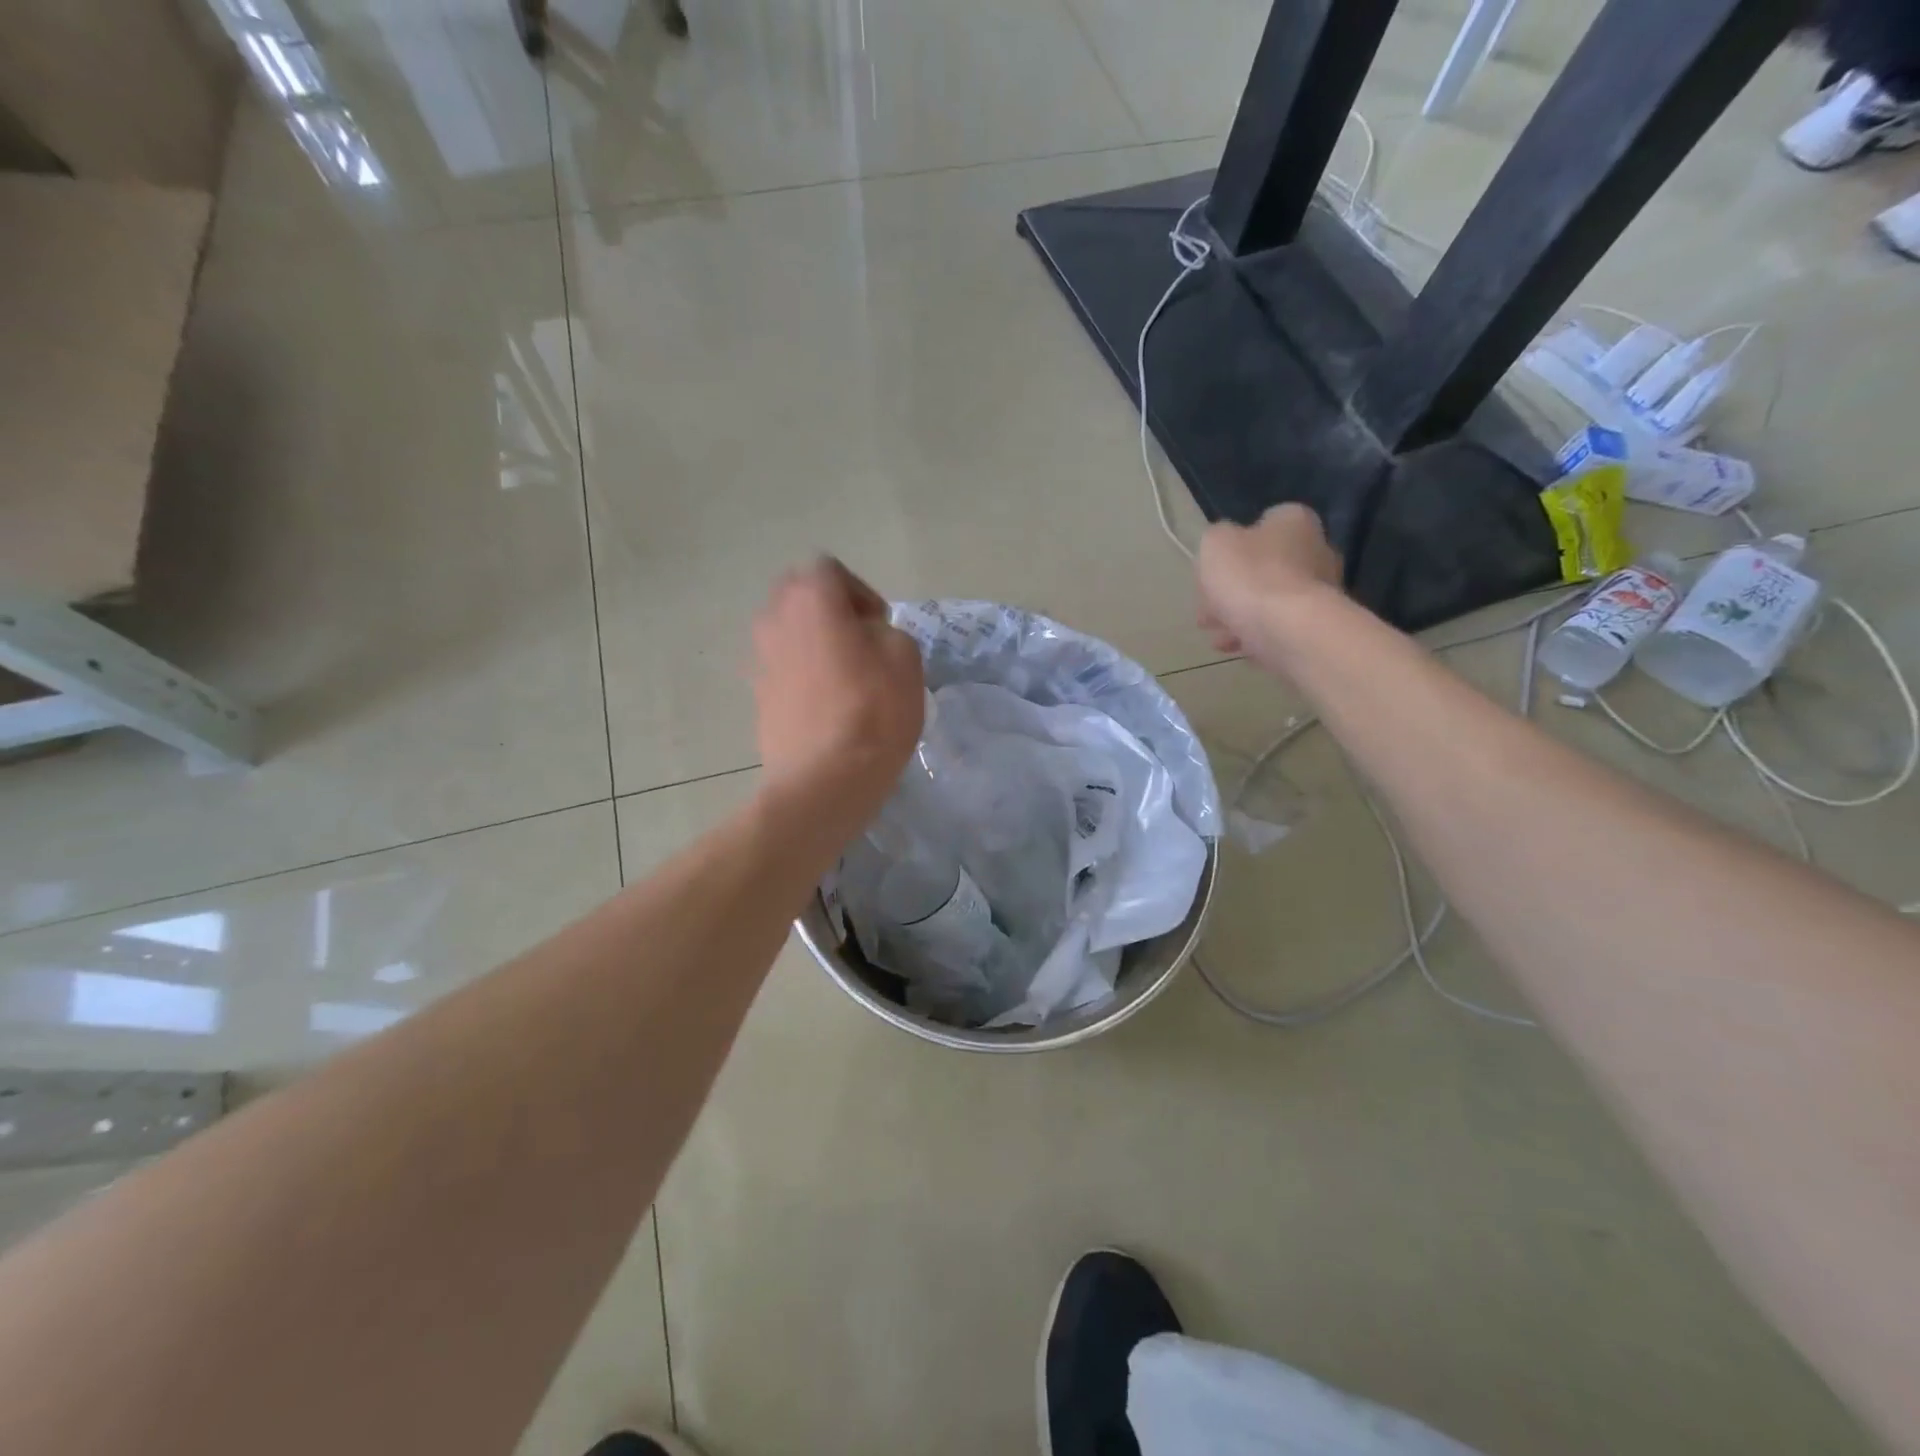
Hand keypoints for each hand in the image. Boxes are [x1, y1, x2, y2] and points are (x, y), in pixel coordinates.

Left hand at [752, 557, 924, 828]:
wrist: (826, 779)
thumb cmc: (873, 710)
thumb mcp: (905, 656)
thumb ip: (886, 630)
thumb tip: (865, 638)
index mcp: (810, 598)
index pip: (828, 569)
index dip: (859, 592)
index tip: (879, 626)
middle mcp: (774, 618)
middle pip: (799, 595)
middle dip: (829, 610)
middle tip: (860, 644)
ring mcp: (759, 659)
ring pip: (787, 632)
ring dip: (812, 642)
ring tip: (843, 676)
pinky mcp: (756, 696)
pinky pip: (781, 668)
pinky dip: (801, 675)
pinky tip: (826, 705)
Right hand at [1196, 503, 1343, 670]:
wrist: (1288, 630)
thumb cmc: (1249, 576)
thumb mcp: (1215, 543)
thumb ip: (1217, 538)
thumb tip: (1226, 547)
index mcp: (1293, 521)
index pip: (1262, 525)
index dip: (1232, 548)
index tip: (1211, 571)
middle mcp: (1316, 549)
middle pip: (1264, 567)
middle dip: (1233, 589)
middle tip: (1206, 610)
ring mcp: (1322, 590)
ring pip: (1269, 600)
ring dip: (1241, 616)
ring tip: (1217, 637)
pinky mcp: (1318, 625)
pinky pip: (1279, 626)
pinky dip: (1257, 635)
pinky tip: (1236, 648)